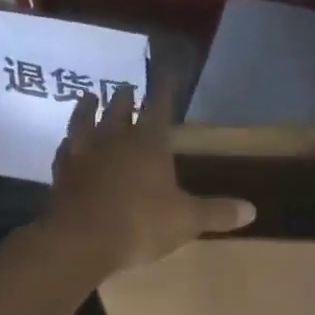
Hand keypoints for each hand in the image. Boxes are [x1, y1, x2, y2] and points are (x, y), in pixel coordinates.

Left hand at [45, 78, 254, 273]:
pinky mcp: (62, 173)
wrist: (81, 241)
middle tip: (127, 86)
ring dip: (88, 108)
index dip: (165, 89)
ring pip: (85, 121)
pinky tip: (67, 142)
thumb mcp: (187, 220)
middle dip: (126, 97)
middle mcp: (114, 140)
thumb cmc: (141, 224)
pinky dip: (68, 142)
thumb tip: (252, 210)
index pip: (159, 107)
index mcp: (148, 143)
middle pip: (119, 109)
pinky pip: (64, 150)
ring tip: (89, 96)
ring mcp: (84, 154)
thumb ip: (217, 212)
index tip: (166, 73)